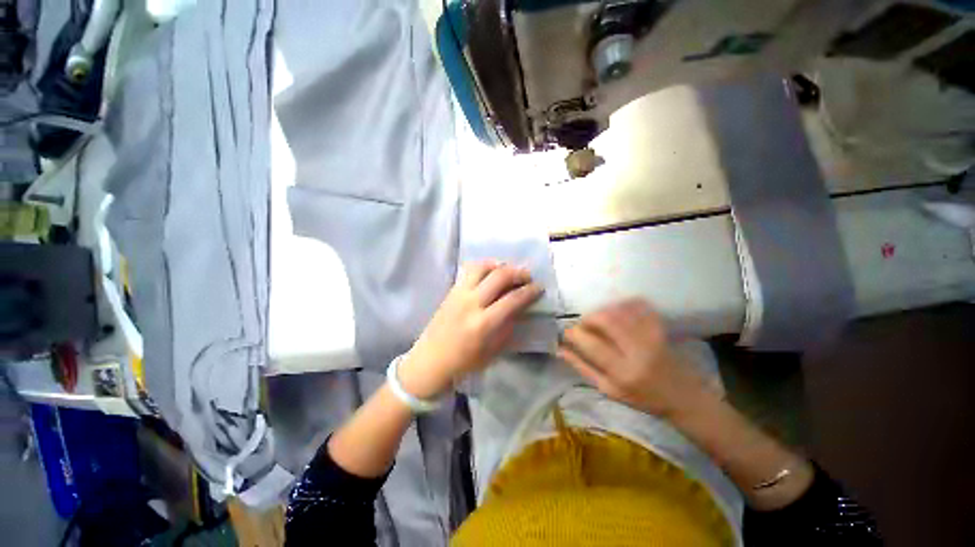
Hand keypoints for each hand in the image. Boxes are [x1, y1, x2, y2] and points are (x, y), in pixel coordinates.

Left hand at [398, 261, 542, 398]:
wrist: (430, 360)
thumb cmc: (464, 362)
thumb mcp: (492, 351)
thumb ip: (507, 327)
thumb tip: (519, 308)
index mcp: (483, 324)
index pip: (512, 300)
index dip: (530, 291)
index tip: (539, 287)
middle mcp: (471, 303)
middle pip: (499, 277)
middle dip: (518, 273)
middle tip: (527, 276)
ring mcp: (459, 294)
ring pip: (482, 267)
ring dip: (499, 265)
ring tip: (508, 270)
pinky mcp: (451, 290)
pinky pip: (469, 270)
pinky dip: (483, 266)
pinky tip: (490, 271)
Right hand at [558, 299, 708, 416]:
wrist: (683, 396)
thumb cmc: (643, 397)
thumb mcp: (609, 390)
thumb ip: (583, 368)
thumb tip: (560, 350)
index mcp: (622, 372)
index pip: (592, 345)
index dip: (574, 334)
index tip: (567, 332)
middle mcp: (638, 352)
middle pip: (607, 320)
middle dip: (589, 317)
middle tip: (584, 324)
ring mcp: (652, 337)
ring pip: (621, 311)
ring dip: (603, 310)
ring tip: (598, 320)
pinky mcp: (660, 328)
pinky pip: (639, 306)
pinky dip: (623, 303)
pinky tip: (617, 310)